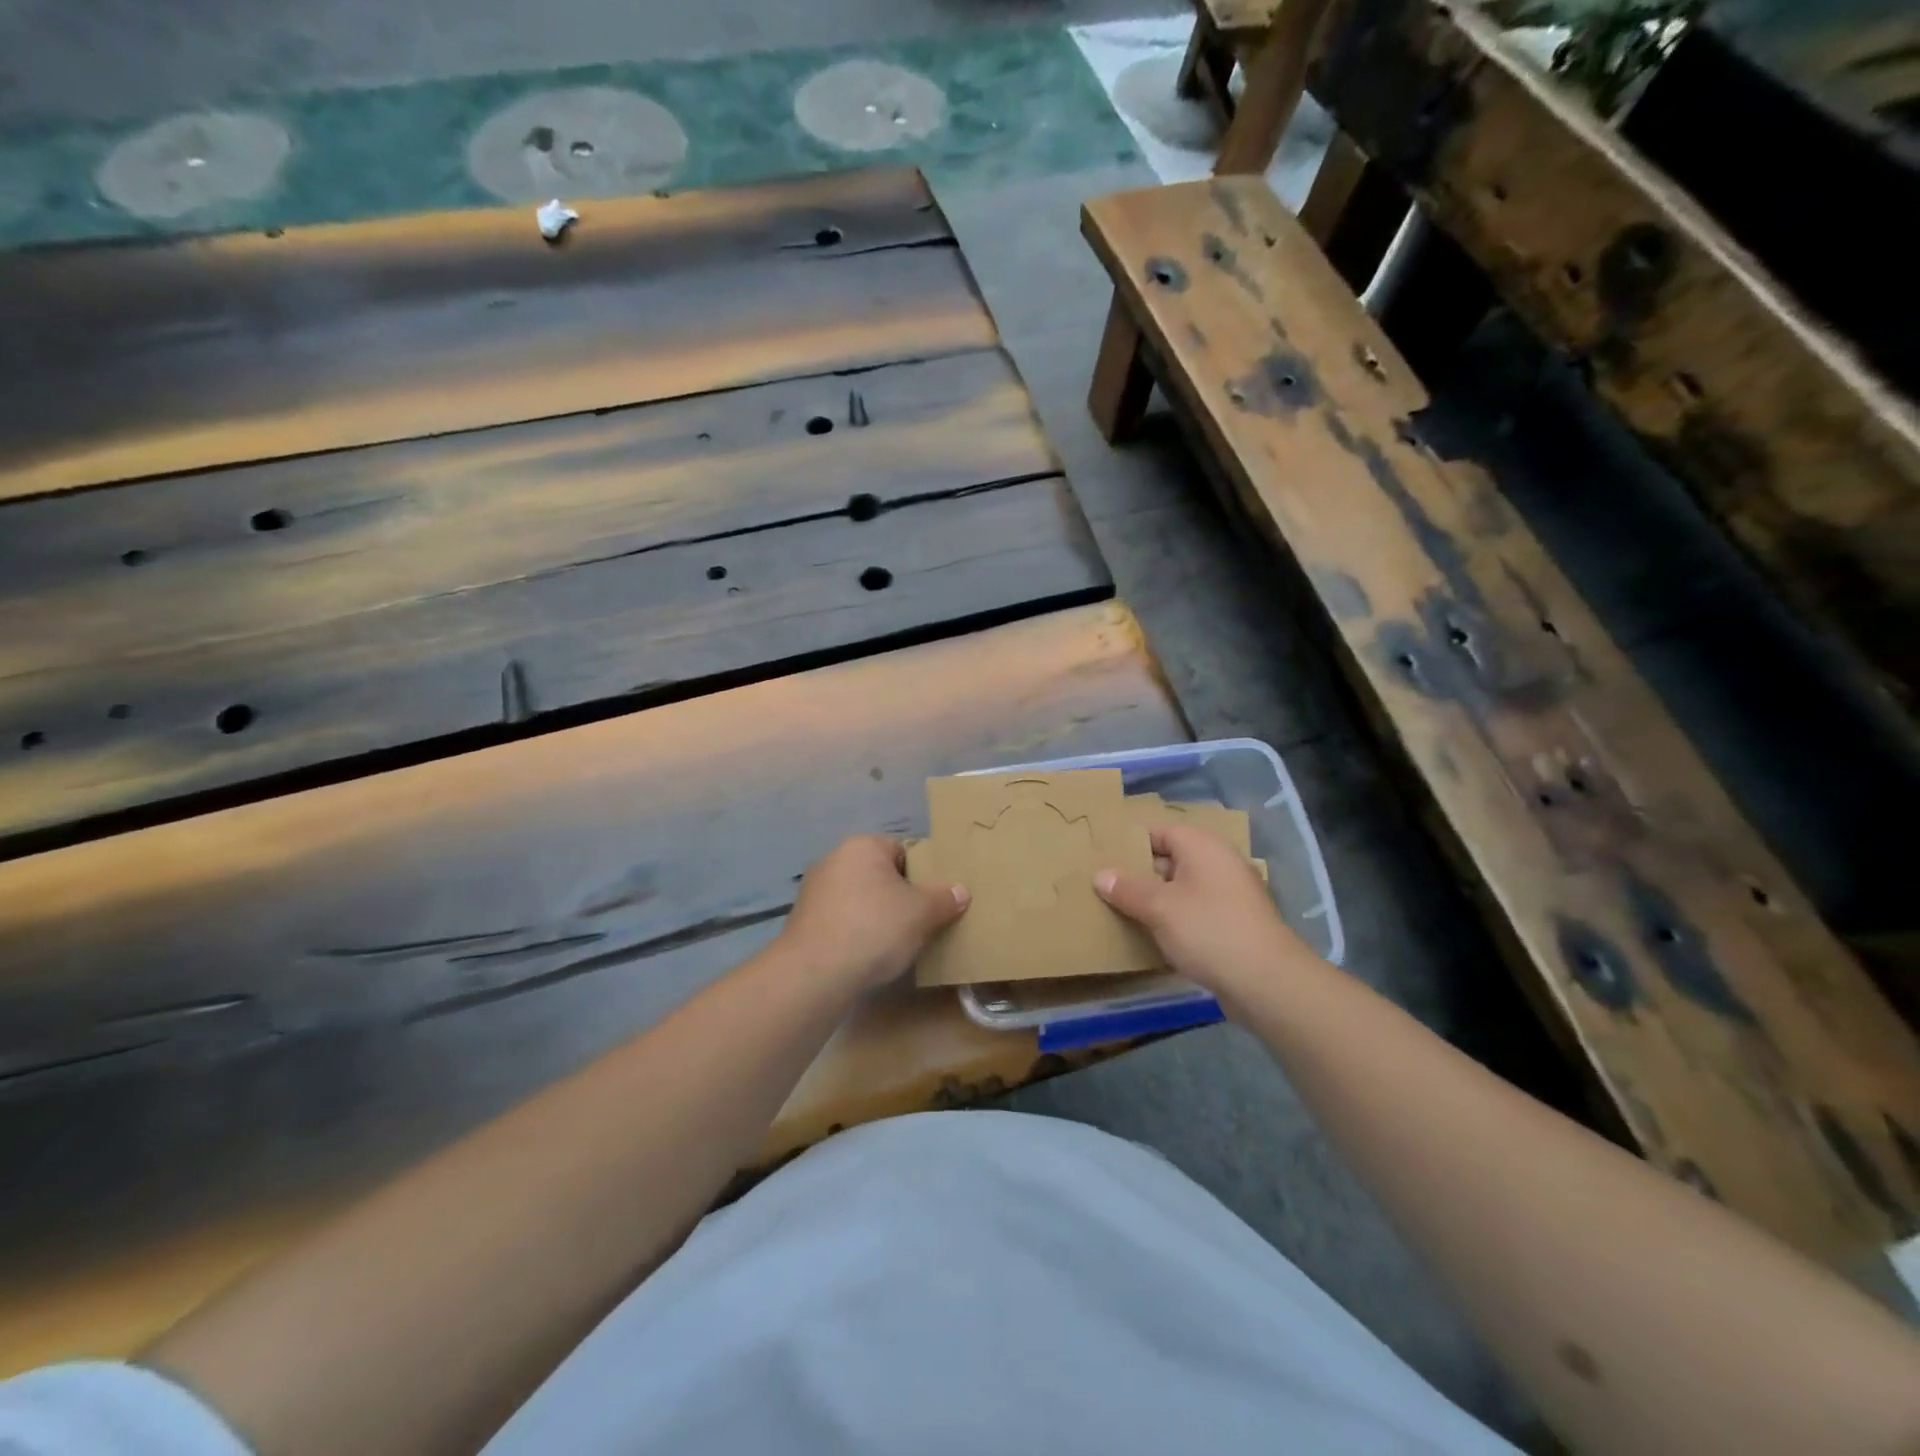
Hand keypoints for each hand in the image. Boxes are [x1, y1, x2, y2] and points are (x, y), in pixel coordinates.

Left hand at [781, 835, 969, 989]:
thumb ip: (944, 898)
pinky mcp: (803, 921)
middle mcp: (833, 859)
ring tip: (895, 943)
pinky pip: (841, 920)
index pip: (901, 850)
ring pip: (859, 898)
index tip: (933, 899)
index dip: (922, 873)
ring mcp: (814, 890)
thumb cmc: (875, 927)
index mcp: (862, 846)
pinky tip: (867, 955)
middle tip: (920, 921)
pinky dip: (855, 932)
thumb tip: (961, 891)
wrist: (815, 973)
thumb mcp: (922, 912)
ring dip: (876, 915)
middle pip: (879, 874)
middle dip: (899, 896)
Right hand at [1094, 825, 1312, 1000]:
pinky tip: (1150, 937)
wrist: (1267, 982)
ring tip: (1119, 911)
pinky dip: (1174, 920)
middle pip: (1169, 860)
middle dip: (1138, 874)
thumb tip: (1101, 875)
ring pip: (1181, 889)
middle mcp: (1218, 863)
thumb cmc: (1209, 930)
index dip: (1129, 843)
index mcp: (1202, 846)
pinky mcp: (1233, 924)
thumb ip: (1127, 889)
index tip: (1101, 857)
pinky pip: (1194, 913)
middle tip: (1103, 886)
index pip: (1159, 832)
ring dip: (1155, 901)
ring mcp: (1229, 895)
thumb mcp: (1159, 908)